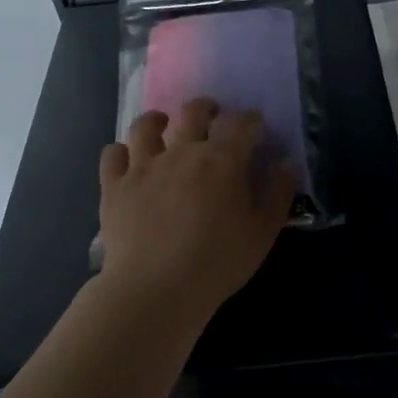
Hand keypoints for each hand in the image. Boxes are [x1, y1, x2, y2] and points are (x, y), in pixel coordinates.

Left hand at [98, 98, 296, 315]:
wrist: (156, 289)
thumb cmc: (218, 262)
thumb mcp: (263, 232)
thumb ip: (278, 193)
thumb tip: (285, 164)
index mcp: (223, 159)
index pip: (241, 123)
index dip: (250, 120)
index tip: (255, 126)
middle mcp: (182, 151)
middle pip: (194, 112)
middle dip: (207, 108)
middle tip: (212, 116)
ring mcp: (144, 166)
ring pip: (146, 126)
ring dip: (158, 120)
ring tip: (163, 125)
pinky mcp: (115, 186)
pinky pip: (113, 154)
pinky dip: (121, 152)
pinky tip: (128, 160)